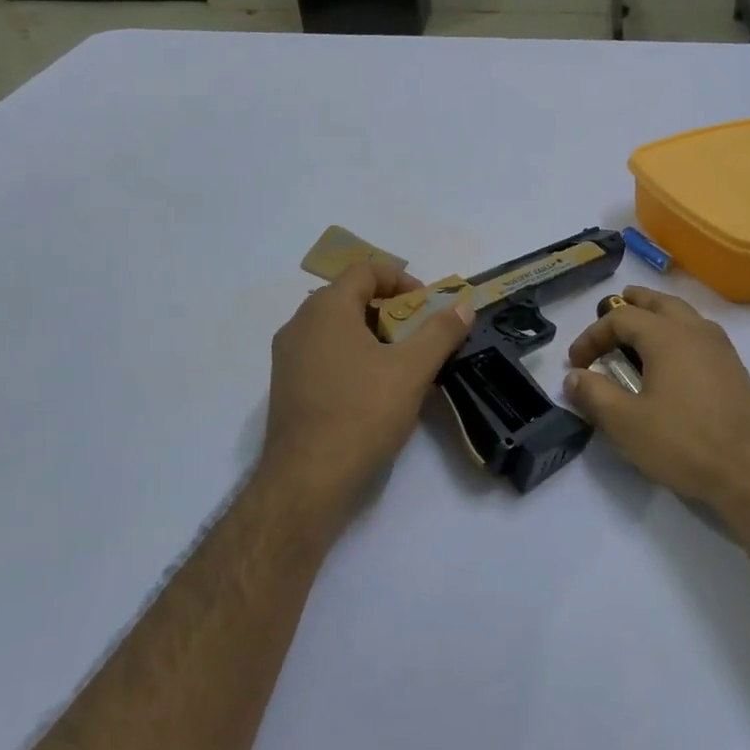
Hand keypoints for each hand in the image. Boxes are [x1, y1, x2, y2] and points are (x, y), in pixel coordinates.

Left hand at [258, 261, 473, 515]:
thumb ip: (440, 332)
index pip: (365, 270)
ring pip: (335, 327)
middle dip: (389, 309)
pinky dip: (351, 355)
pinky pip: (322, 353)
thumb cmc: (362, 413)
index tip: (427, 305)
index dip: (401, 279)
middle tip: (418, 334)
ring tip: (400, 362)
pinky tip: (372, 388)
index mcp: (326, 309)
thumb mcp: (412, 370)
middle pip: (349, 297)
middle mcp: (299, 324)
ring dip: (371, 334)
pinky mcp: (286, 386)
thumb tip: (463, 306)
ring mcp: (287, 356)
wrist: (308, 479)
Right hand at [563, 287, 749, 515]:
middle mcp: (696, 331)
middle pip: (660, 302)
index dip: (592, 335)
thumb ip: (594, 395)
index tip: (576, 363)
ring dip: (657, 315)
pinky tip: (671, 360)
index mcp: (667, 336)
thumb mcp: (626, 423)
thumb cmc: (684, 443)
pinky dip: (677, 333)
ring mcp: (721, 348)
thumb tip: (573, 376)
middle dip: (632, 303)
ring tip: (639, 331)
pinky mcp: (735, 369)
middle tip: (612, 308)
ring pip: (684, 315)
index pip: (620, 318)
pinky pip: (700, 334)